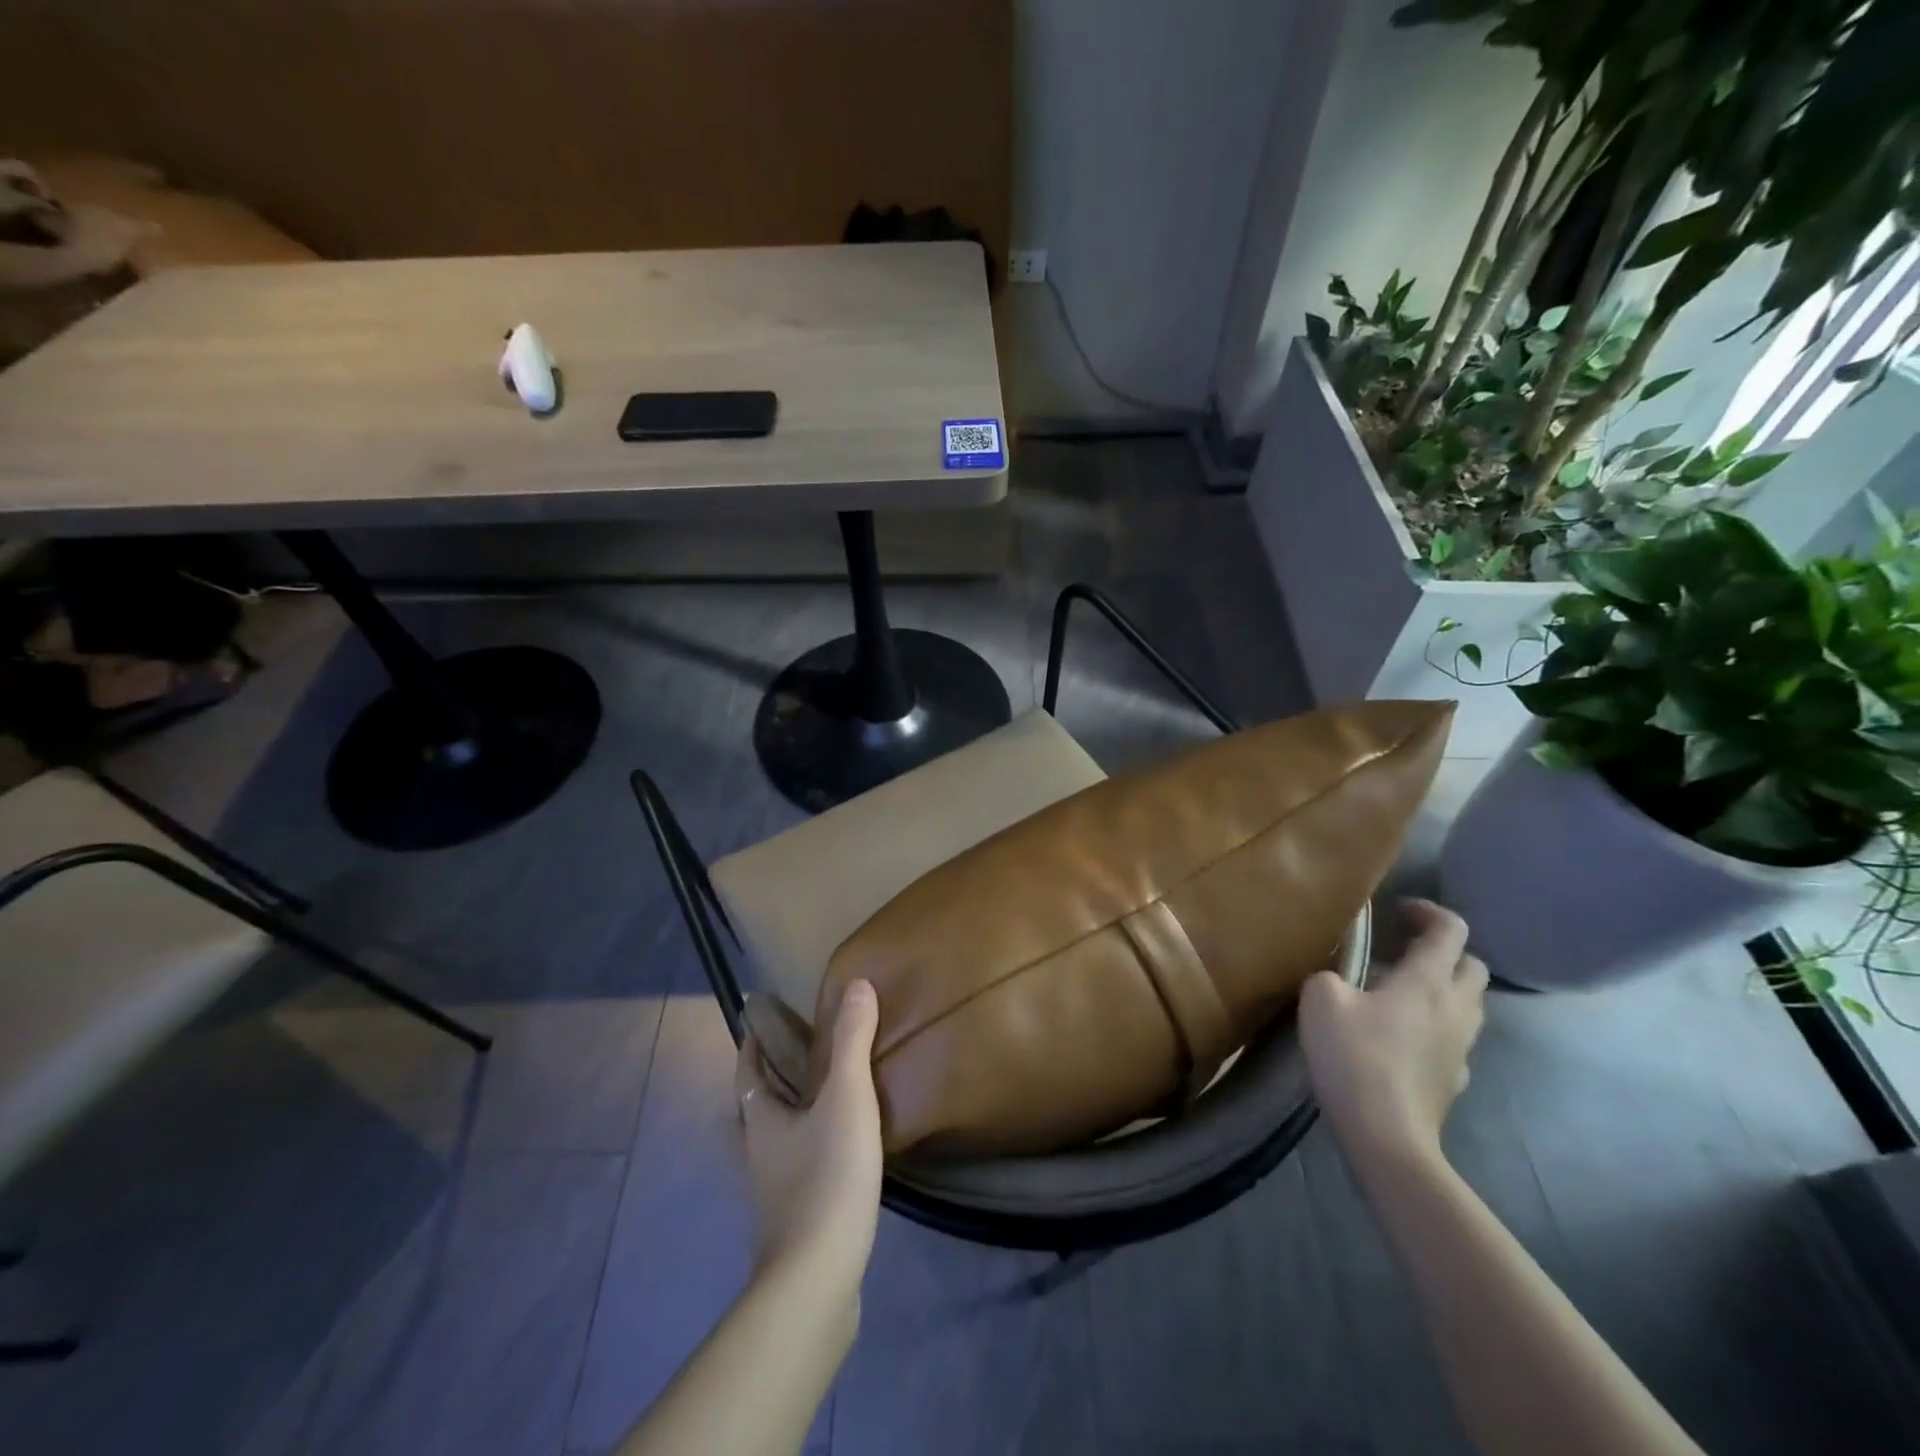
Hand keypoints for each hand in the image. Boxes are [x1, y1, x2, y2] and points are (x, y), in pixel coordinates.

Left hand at [735, 979, 883, 1288]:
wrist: (817, 1279)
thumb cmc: (826, 1177)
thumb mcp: (846, 1098)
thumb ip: (852, 1041)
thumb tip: (857, 984)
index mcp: (761, 1119)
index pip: (748, 1071)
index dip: (752, 1044)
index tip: (760, 1019)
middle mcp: (758, 1151)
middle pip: (757, 1104)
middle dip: (771, 1075)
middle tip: (799, 1049)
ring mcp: (774, 1190)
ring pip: (776, 1136)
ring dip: (791, 1110)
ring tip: (824, 1092)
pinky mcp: (794, 1218)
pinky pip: (797, 1165)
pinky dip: (809, 1144)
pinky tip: (838, 1147)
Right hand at [1300, 899, 1488, 1166]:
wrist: (1386, 1136)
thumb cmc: (1354, 1057)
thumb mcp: (1320, 999)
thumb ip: (1329, 975)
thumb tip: (1338, 980)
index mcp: (1427, 981)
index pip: (1451, 930)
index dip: (1428, 911)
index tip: (1399, 911)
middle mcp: (1455, 1008)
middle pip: (1473, 966)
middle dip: (1445, 951)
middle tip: (1404, 950)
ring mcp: (1461, 1048)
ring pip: (1470, 1004)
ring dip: (1445, 988)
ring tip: (1402, 991)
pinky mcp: (1454, 1079)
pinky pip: (1455, 1039)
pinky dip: (1437, 1027)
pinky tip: (1403, 1037)